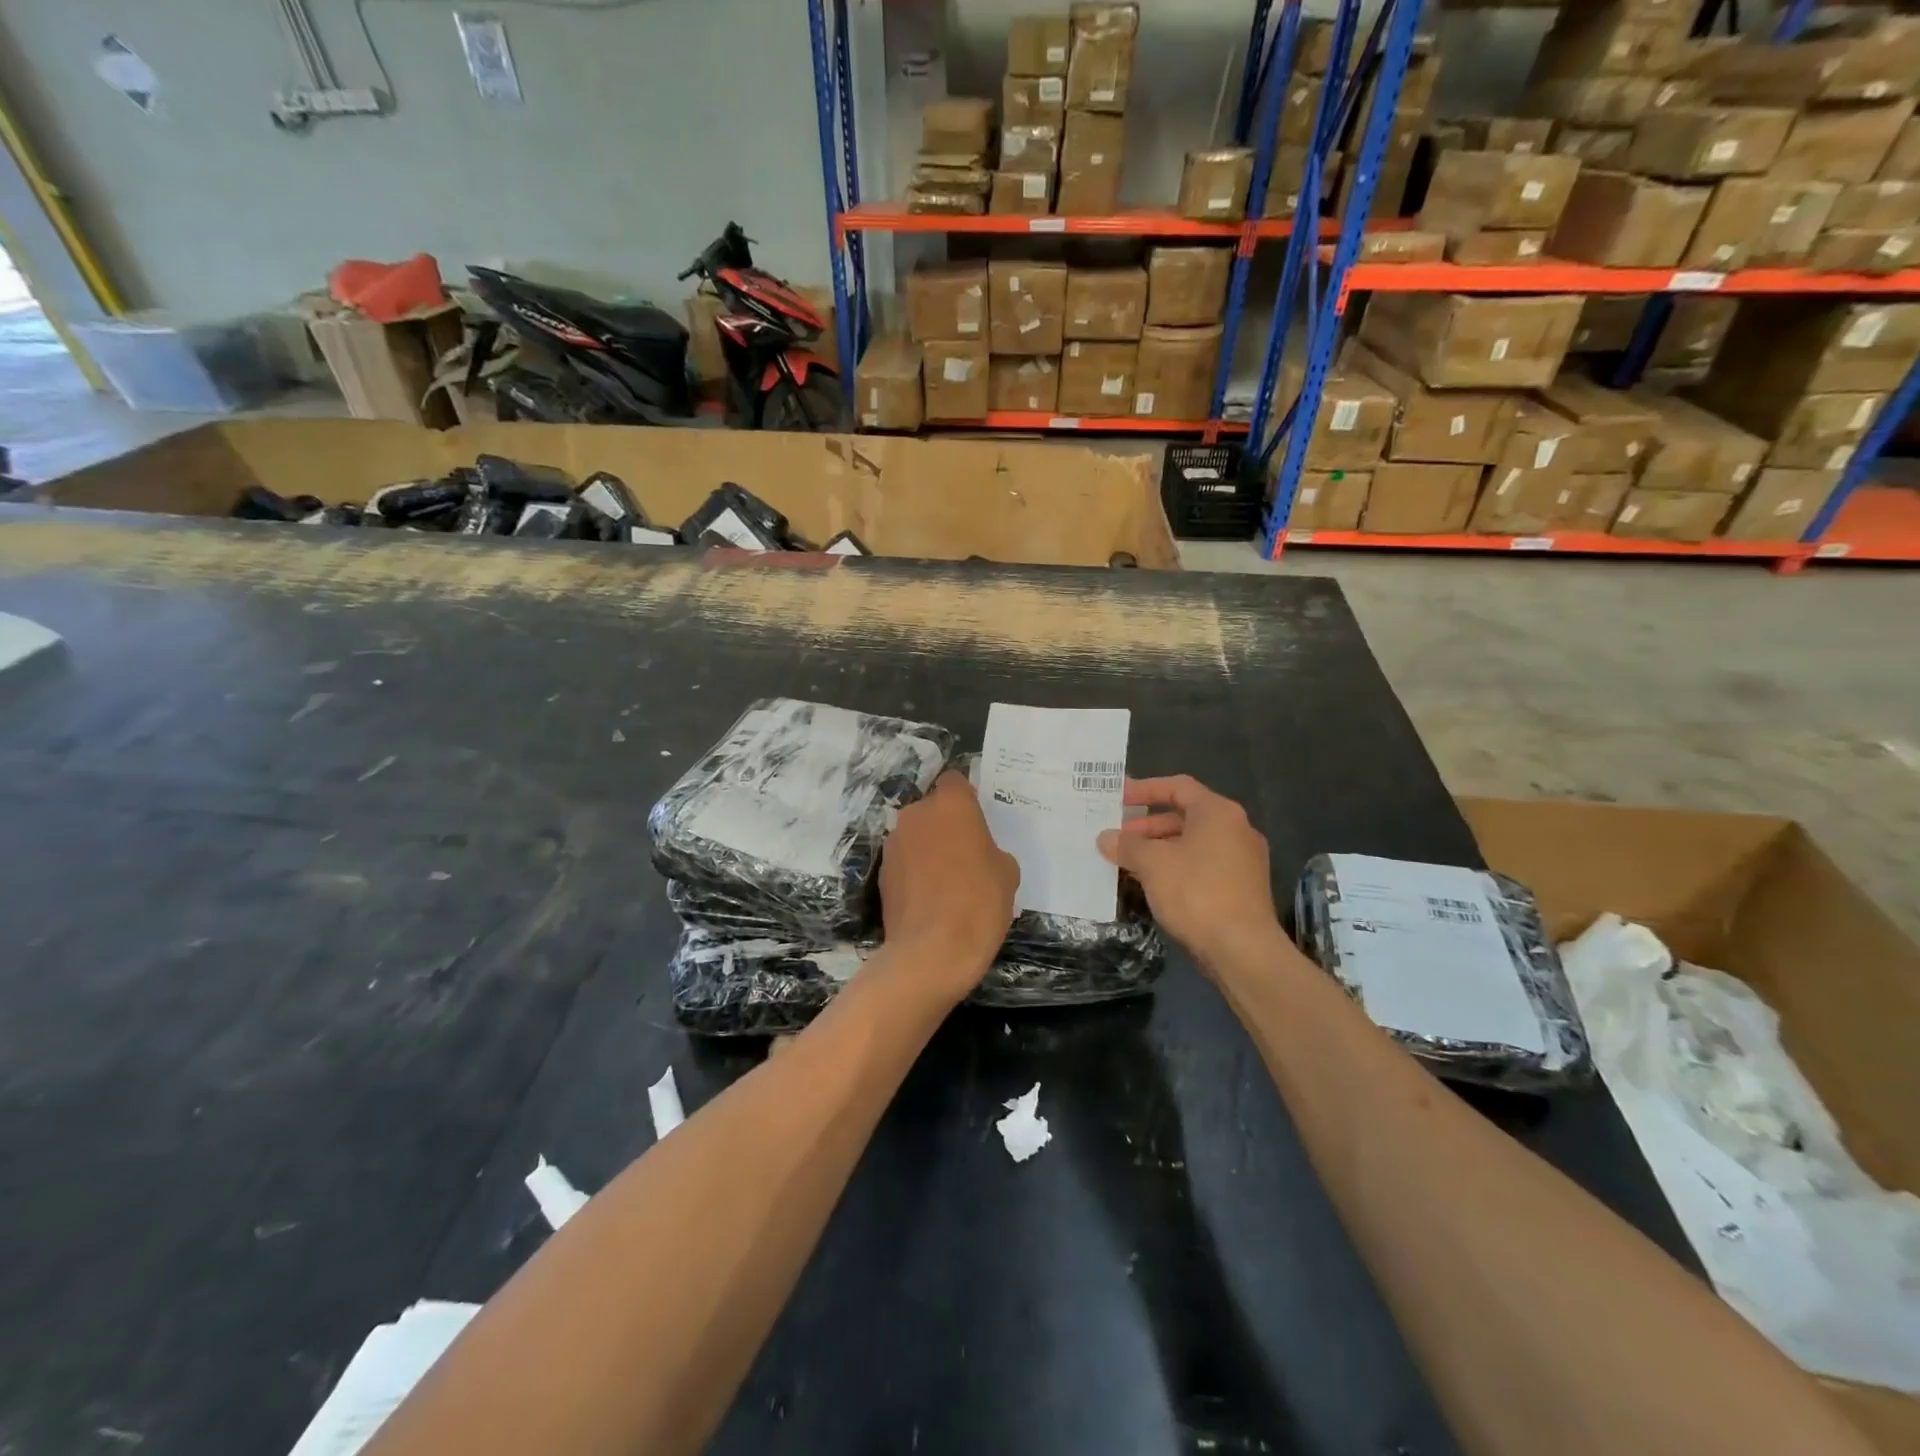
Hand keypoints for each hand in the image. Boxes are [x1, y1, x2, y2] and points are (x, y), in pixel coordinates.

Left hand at [879, 771, 1019, 998]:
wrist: (932, 951)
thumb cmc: (979, 903)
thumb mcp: (1007, 873)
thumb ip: (991, 850)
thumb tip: (980, 856)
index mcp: (951, 805)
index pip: (954, 781)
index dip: (965, 798)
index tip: (976, 821)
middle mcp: (916, 815)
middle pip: (932, 809)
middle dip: (945, 825)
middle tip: (965, 854)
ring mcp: (894, 844)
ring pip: (915, 836)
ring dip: (927, 849)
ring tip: (945, 882)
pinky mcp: (881, 873)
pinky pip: (903, 863)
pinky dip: (914, 873)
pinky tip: (928, 900)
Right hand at [1097, 775, 1280, 973]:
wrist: (1243, 950)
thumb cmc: (1196, 893)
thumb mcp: (1152, 864)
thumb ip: (1127, 845)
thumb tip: (1105, 837)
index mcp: (1218, 812)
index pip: (1178, 787)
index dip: (1145, 790)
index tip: (1118, 798)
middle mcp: (1236, 829)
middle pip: (1185, 816)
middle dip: (1148, 826)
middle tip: (1118, 838)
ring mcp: (1243, 860)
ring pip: (1193, 843)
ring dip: (1160, 849)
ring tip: (1129, 864)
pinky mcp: (1243, 888)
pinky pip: (1204, 865)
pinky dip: (1177, 867)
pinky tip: (1154, 885)